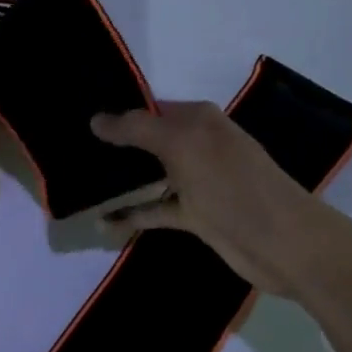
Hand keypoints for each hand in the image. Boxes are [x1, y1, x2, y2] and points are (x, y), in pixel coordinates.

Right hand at [90, 102, 351, 299]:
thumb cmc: (233, 185)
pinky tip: (101, 222)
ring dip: (117, 183)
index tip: (75, 119)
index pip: (146, 107)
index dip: (114, 113)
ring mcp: (195, 181)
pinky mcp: (194, 214)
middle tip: (67, 152)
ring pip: (146, 176)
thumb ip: (137, 129)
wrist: (284, 244)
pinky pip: (153, 209)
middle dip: (111, 148)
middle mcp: (195, 145)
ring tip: (77, 184)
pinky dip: (130, 215)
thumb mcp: (183, 147)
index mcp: (197, 120)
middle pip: (144, 141)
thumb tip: (95, 119)